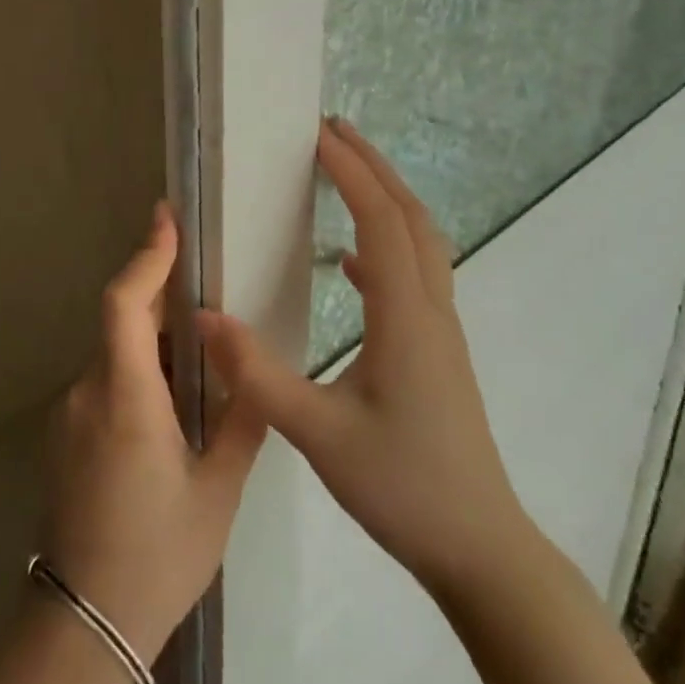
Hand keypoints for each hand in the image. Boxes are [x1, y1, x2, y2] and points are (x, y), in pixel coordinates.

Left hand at [41, 203, 265, 662]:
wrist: (86, 619)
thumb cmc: (158, 555)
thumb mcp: (217, 491)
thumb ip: (240, 421)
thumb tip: (250, 370)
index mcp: (127, 398)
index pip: (125, 305)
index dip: (146, 257)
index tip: (166, 218)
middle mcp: (90, 391)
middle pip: (122, 321)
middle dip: (160, 296)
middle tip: (206, 285)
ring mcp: (72, 409)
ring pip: (116, 352)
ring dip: (154, 341)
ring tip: (204, 356)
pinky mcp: (68, 429)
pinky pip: (107, 379)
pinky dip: (139, 371)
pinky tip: (174, 403)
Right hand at [197, 118, 532, 595]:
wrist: (481, 551)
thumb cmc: (403, 487)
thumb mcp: (318, 433)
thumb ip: (257, 374)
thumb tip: (204, 315)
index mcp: (406, 318)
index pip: (381, 222)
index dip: (351, 173)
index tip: (317, 135)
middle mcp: (430, 311)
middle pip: (411, 218)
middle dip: (374, 167)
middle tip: (333, 131)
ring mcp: (439, 331)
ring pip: (420, 243)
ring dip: (385, 199)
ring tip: (344, 174)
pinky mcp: (436, 352)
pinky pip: (415, 277)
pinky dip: (385, 247)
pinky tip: (351, 263)